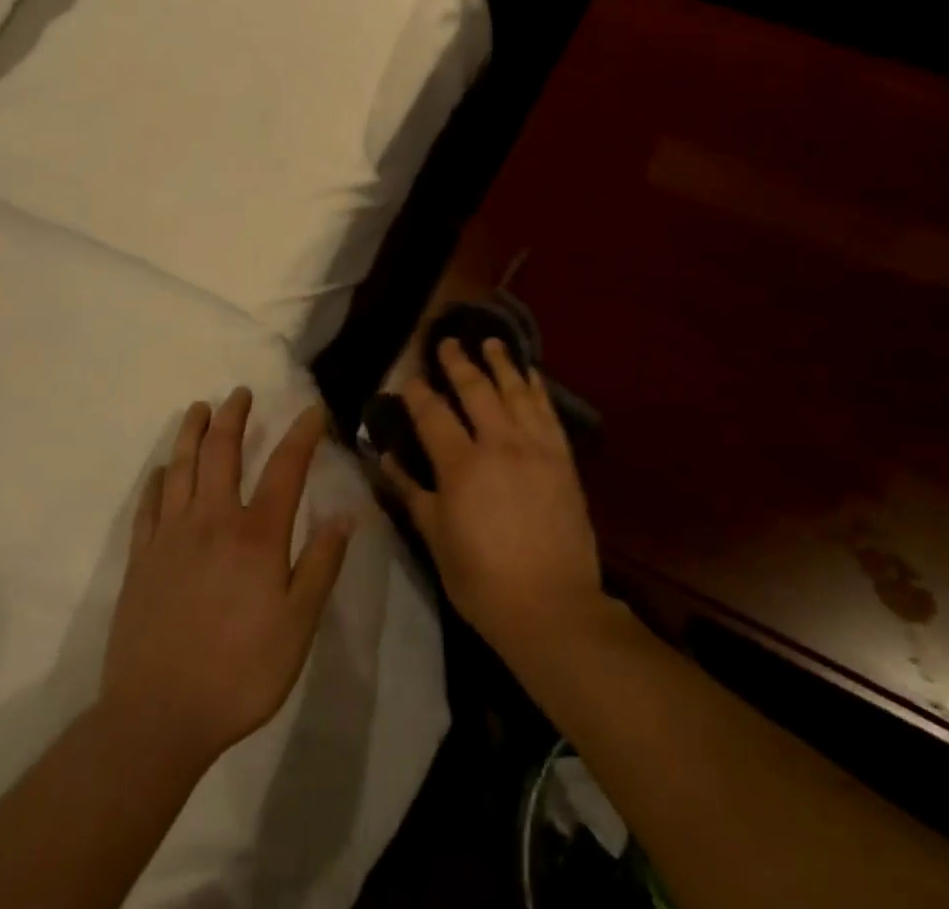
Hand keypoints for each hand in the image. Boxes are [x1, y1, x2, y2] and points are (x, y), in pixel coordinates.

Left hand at [99, 389, 351, 770]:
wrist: (157, 718)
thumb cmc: (239, 672)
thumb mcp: (298, 625)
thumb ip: (320, 565)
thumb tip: (345, 515)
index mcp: (256, 535)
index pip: (286, 468)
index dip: (302, 435)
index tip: (312, 411)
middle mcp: (213, 521)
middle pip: (222, 453)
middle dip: (233, 417)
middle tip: (240, 392)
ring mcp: (171, 537)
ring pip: (180, 468)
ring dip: (191, 433)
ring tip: (199, 409)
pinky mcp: (140, 560)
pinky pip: (148, 506)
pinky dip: (156, 480)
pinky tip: (161, 470)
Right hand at [381, 339, 605, 663]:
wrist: (553, 606)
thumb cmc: (483, 581)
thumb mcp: (436, 539)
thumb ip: (411, 492)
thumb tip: (385, 458)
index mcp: (462, 466)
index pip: (433, 414)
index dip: (418, 392)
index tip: (409, 378)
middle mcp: (499, 444)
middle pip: (476, 389)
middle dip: (458, 362)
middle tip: (447, 342)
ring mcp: (535, 447)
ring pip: (516, 391)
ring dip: (501, 363)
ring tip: (491, 342)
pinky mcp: (563, 458)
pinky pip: (548, 411)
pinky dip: (537, 388)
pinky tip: (530, 374)